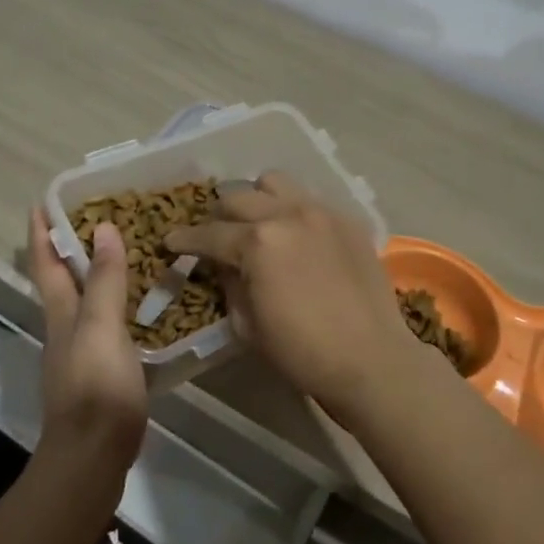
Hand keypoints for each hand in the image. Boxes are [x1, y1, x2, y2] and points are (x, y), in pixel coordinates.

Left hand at [27, 208, 148, 476]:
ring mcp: (81, 353)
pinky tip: (143, 306)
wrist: (93, 458)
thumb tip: (103, 227)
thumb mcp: (101, 327)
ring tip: (126, 252)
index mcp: (61, 313)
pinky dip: (118, 305)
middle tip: (97, 216)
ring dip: (97, 274)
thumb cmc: (96, 387)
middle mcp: (65, 328)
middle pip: (61, 280)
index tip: (41, 202)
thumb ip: (104, 280)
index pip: (45, 263)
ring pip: (85, 301)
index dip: (41, 232)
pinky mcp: (101, 373)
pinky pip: (108, 324)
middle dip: (69, 247)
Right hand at [163, 173, 411, 423]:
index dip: (184, 240)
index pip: (209, 234)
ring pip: (274, 183)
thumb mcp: (247, 326)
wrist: (372, 360)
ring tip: (257, 223)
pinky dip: (292, 210)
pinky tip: (295, 235)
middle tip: (216, 237)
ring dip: (257, 199)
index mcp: (257, 242)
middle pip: (238, 197)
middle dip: (219, 217)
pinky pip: (308, 199)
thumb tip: (223, 265)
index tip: (171, 242)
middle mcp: (286, 214)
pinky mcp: (346, 219)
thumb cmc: (302, 353)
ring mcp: (320, 211)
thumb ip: (229, 285)